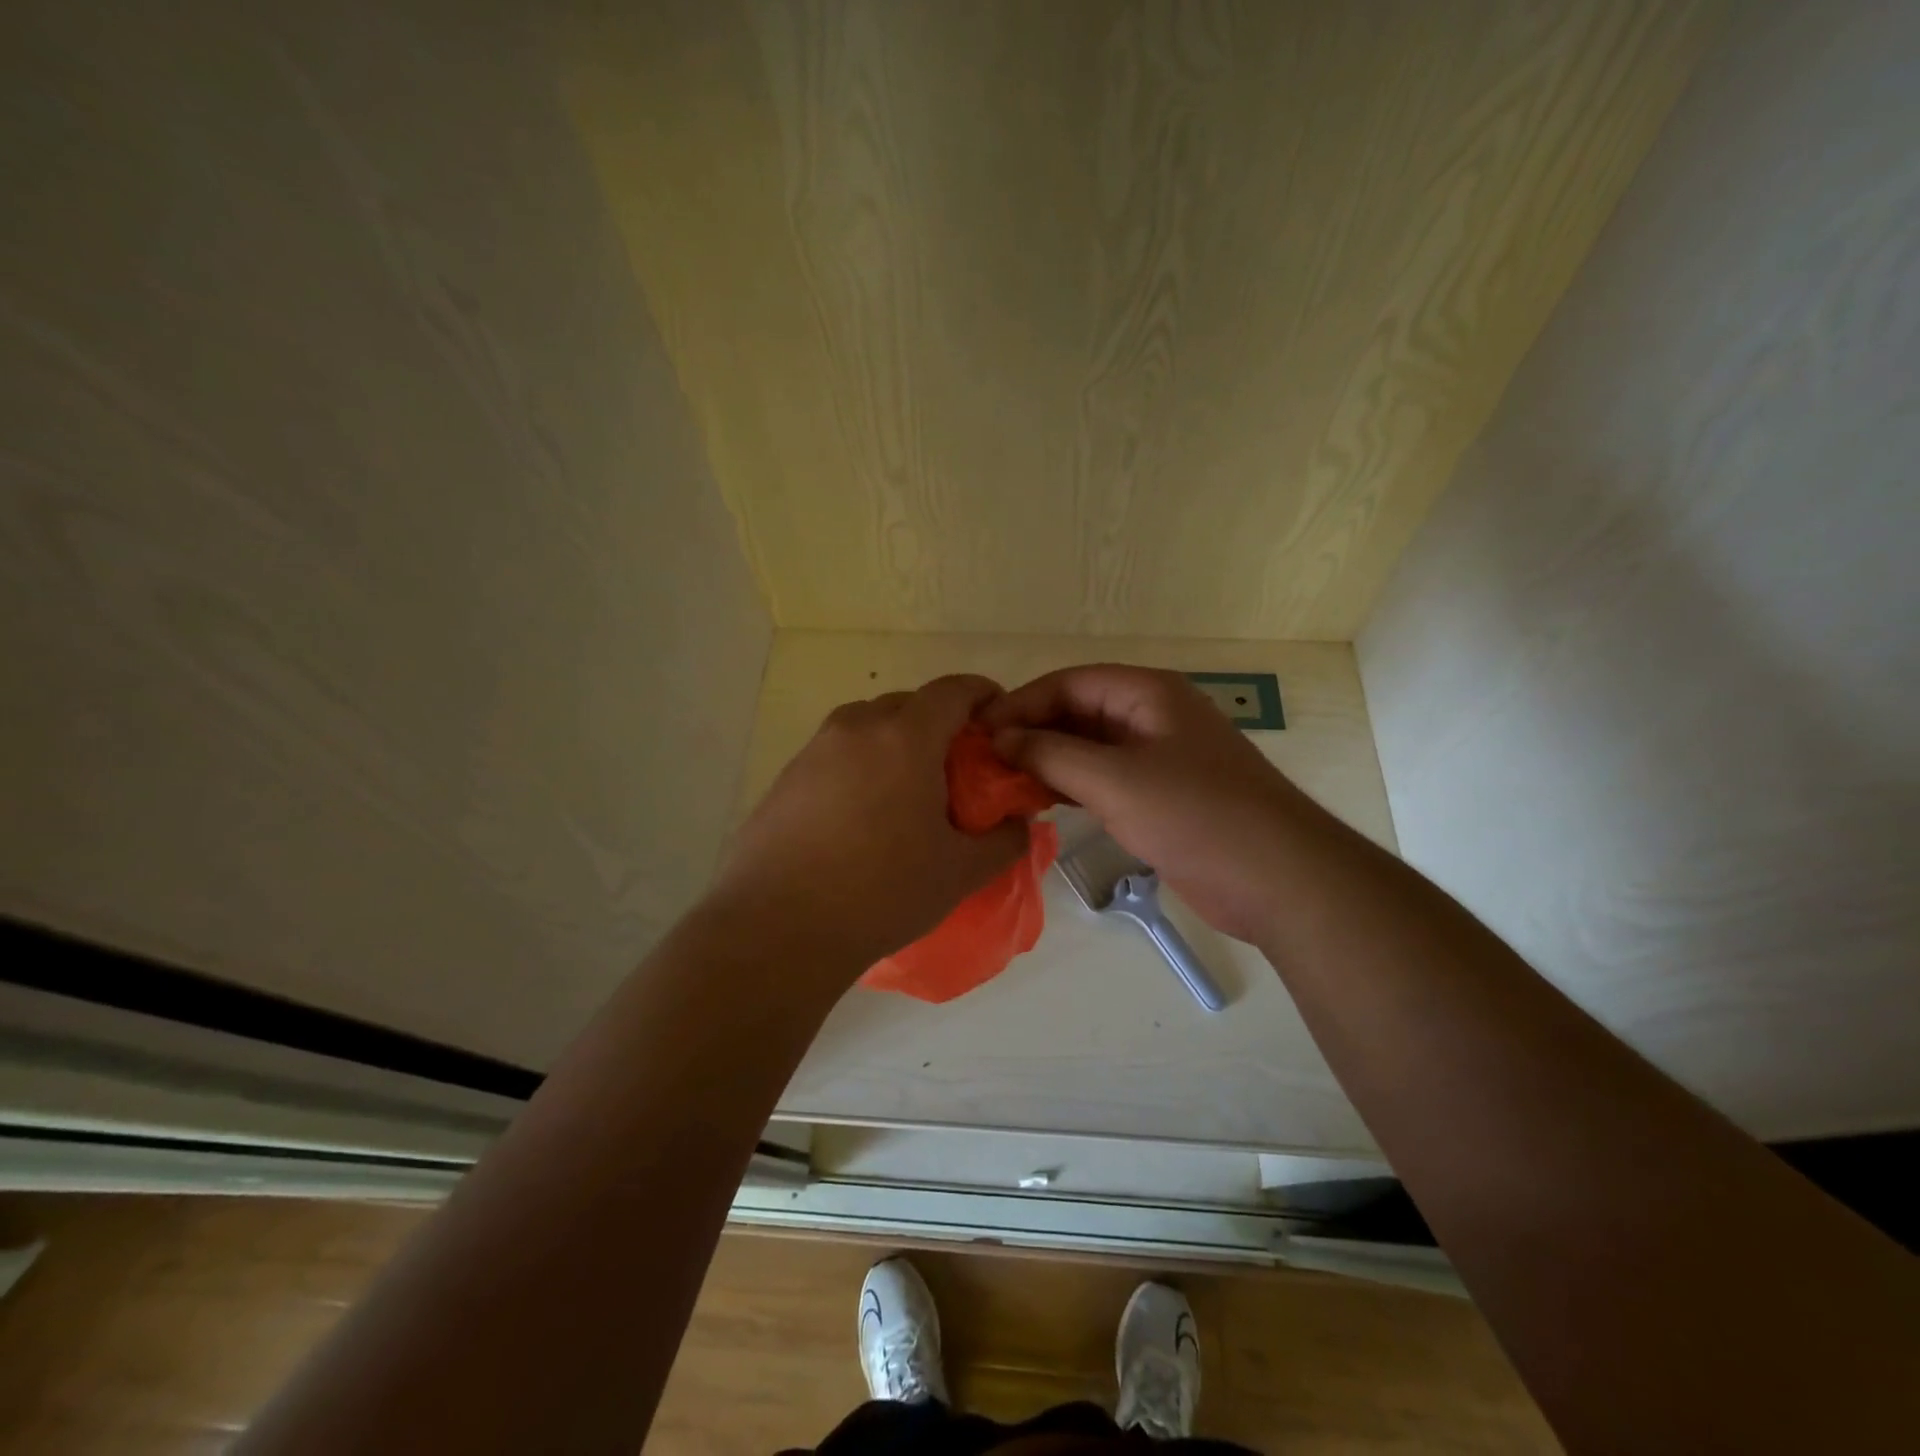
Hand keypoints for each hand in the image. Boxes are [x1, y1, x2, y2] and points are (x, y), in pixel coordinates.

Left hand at [707, 675, 1029, 972]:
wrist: (777, 927)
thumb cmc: (881, 892)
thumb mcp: (959, 872)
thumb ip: (1004, 840)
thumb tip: (1018, 823)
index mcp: (905, 736)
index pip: (955, 689)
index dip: (984, 697)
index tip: (999, 724)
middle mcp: (857, 727)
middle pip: (911, 704)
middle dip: (942, 726)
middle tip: (959, 773)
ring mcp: (815, 749)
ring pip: (871, 727)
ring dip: (899, 745)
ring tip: (910, 797)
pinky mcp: (787, 776)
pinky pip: (839, 754)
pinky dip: (863, 767)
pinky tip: (863, 819)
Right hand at [982, 665, 1302, 942]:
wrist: (1277, 878)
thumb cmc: (1196, 815)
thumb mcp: (1115, 780)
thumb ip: (1051, 754)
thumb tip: (1000, 738)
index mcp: (1148, 694)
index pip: (1070, 682)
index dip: (1022, 702)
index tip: (980, 731)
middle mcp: (1152, 717)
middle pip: (1078, 712)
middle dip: (1032, 732)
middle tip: (984, 760)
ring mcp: (1158, 758)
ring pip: (1089, 748)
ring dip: (1048, 761)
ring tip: (1002, 782)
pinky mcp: (1160, 796)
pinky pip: (1104, 779)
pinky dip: (1071, 786)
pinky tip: (1039, 801)